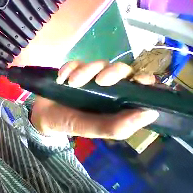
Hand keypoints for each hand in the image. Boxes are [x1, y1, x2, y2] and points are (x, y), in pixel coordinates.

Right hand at [30, 60, 158, 139]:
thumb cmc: (67, 123)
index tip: (140, 80)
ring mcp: (84, 77)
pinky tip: (60, 79)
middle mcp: (102, 86)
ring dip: (83, 71)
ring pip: (94, 64)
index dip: (142, 79)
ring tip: (70, 83)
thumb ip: (116, 127)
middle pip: (116, 68)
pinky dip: (67, 68)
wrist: (43, 115)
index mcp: (112, 101)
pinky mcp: (69, 72)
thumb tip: (149, 113)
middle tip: (98, 81)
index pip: (135, 85)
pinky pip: (73, 63)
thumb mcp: (90, 129)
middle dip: (110, 72)